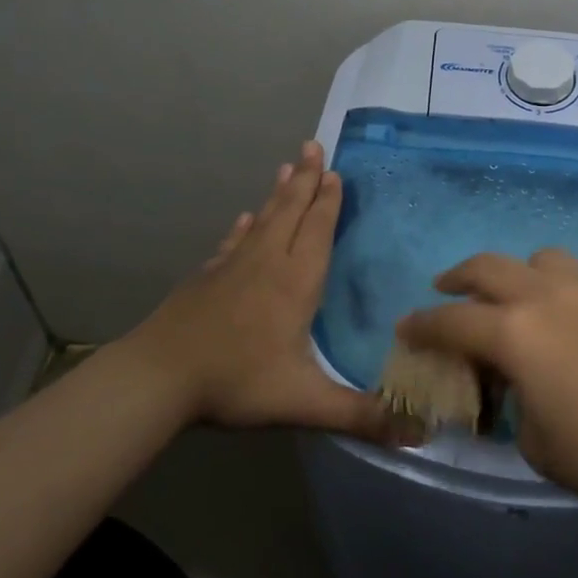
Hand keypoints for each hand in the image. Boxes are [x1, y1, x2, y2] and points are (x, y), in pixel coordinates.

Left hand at [121, 140, 393, 440]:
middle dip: (305, 179)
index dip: (328, 201)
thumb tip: (420, 432)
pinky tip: (243, 219)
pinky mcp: (206, 279)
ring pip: (262, 220)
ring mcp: (232, 268)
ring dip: (277, 193)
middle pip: (290, 211)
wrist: (157, 378)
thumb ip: (361, 415)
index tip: (335, 171)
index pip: (317, 230)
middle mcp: (267, 263)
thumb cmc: (236, 382)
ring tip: (287, 166)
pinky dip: (243, 227)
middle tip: (312, 145)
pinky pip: (231, 243)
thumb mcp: (304, 402)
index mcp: (296, 282)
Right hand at [397, 249, 577, 513]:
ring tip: (520, 300)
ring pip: (541, 260)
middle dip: (458, 277)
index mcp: (516, 333)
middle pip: (488, 267)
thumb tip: (516, 382)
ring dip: (518, 275)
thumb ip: (513, 401)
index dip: (422, 325)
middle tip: (447, 290)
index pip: (451, 321)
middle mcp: (548, 296)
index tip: (406, 327)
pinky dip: (569, 297)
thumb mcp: (536, 442)